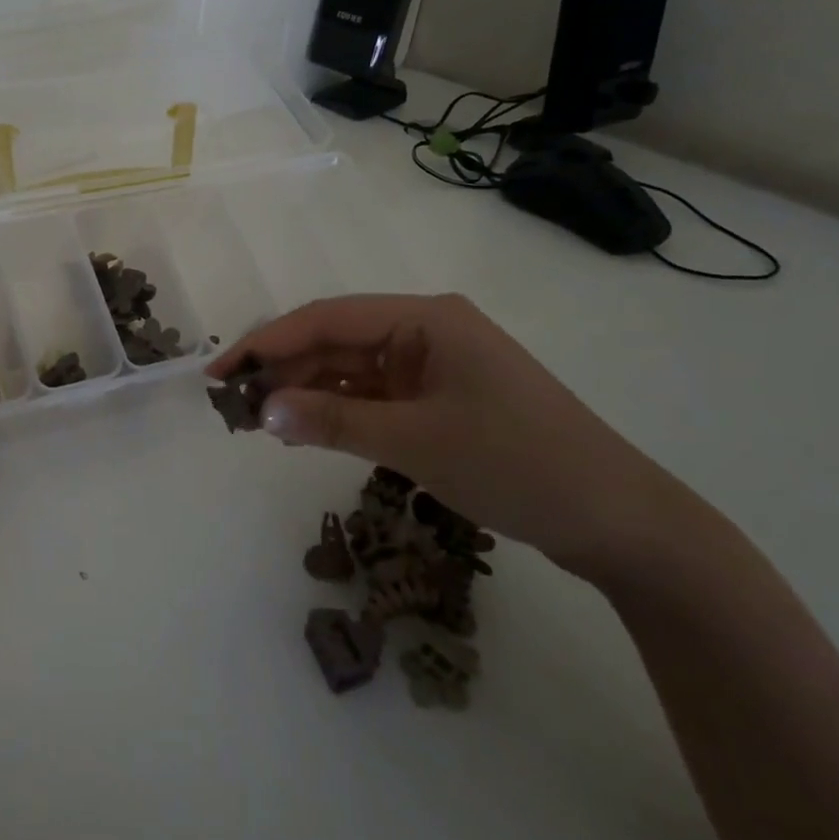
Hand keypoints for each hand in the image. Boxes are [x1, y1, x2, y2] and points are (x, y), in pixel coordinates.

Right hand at [209, 294, 710, 582]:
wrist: (619, 521)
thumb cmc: (518, 464)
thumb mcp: (416, 442)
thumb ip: (333, 420)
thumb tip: (262, 410)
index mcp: (424, 318)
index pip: (325, 319)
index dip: (266, 342)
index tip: (219, 373)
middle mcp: (425, 330)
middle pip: (335, 340)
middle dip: (283, 369)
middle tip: (233, 406)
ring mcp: (434, 365)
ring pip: (350, 368)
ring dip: (306, 390)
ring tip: (259, 420)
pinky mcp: (440, 398)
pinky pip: (373, 394)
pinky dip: (337, 409)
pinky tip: (306, 427)